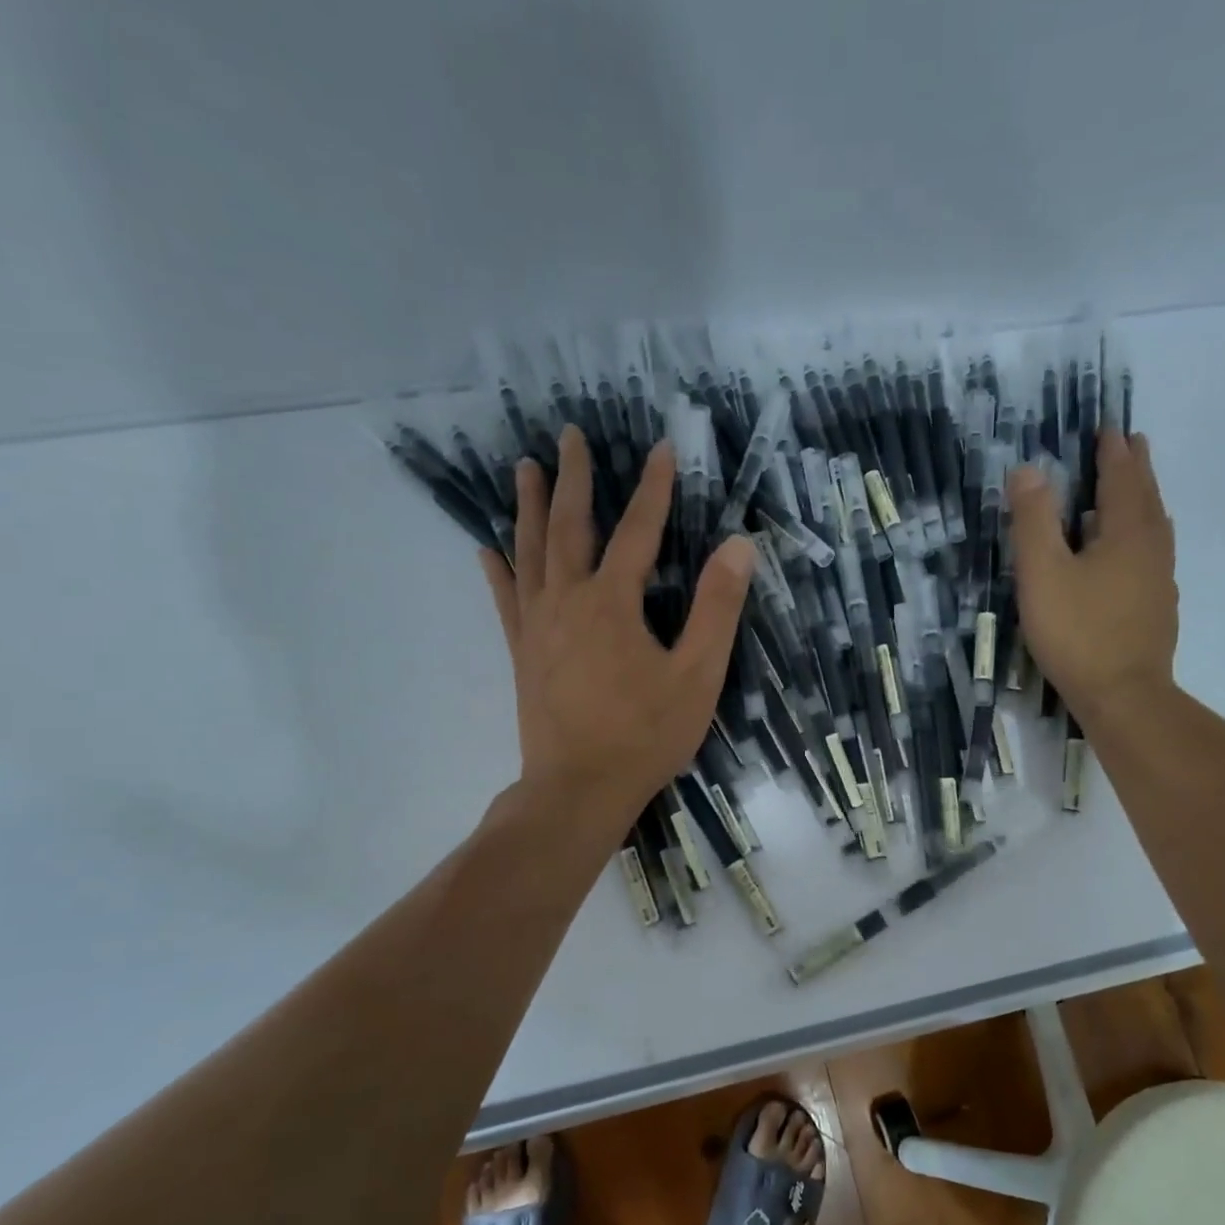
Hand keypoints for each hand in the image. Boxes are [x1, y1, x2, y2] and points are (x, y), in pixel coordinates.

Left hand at [481, 426, 754, 830]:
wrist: (578, 789)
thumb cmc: (645, 735)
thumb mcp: (698, 674)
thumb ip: (717, 608)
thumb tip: (738, 546)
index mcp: (612, 602)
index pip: (638, 530)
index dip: (653, 488)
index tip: (662, 448)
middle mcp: (567, 600)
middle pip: (569, 527)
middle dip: (573, 478)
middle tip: (568, 436)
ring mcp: (537, 626)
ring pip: (530, 552)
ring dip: (528, 507)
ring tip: (523, 467)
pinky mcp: (523, 652)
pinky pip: (506, 598)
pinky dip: (498, 569)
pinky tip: (487, 548)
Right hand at [1008, 429, 1178, 714]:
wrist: (1124, 696)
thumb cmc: (1077, 632)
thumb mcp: (1042, 573)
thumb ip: (1033, 521)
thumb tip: (1027, 469)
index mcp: (1126, 533)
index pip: (1121, 479)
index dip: (1113, 452)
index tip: (1110, 428)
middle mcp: (1151, 549)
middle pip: (1146, 498)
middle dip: (1136, 468)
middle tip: (1133, 443)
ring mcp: (1159, 580)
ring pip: (1155, 527)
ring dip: (1144, 500)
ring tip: (1134, 489)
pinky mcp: (1156, 608)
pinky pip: (1153, 553)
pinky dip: (1143, 535)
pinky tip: (1132, 552)